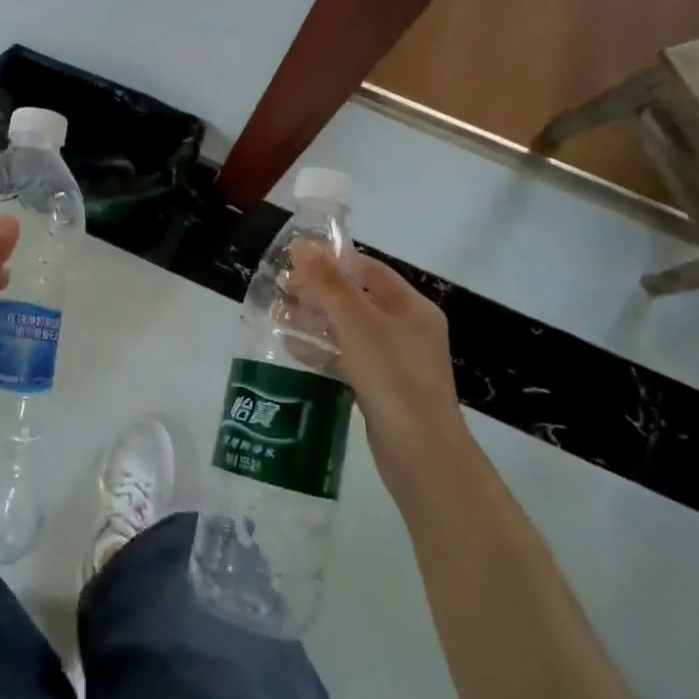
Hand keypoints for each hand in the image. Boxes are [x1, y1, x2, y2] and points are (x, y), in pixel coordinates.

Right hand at [291, 242, 464, 473]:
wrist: (421, 454)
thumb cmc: (393, 377)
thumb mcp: (357, 323)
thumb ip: (328, 283)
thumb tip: (302, 244)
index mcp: (411, 307)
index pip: (367, 269)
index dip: (331, 260)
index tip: (293, 259)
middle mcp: (407, 329)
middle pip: (356, 298)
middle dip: (317, 292)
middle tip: (278, 289)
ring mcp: (395, 361)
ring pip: (348, 330)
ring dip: (314, 321)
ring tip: (276, 316)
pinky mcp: (381, 388)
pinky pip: (347, 358)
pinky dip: (321, 350)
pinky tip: (292, 348)